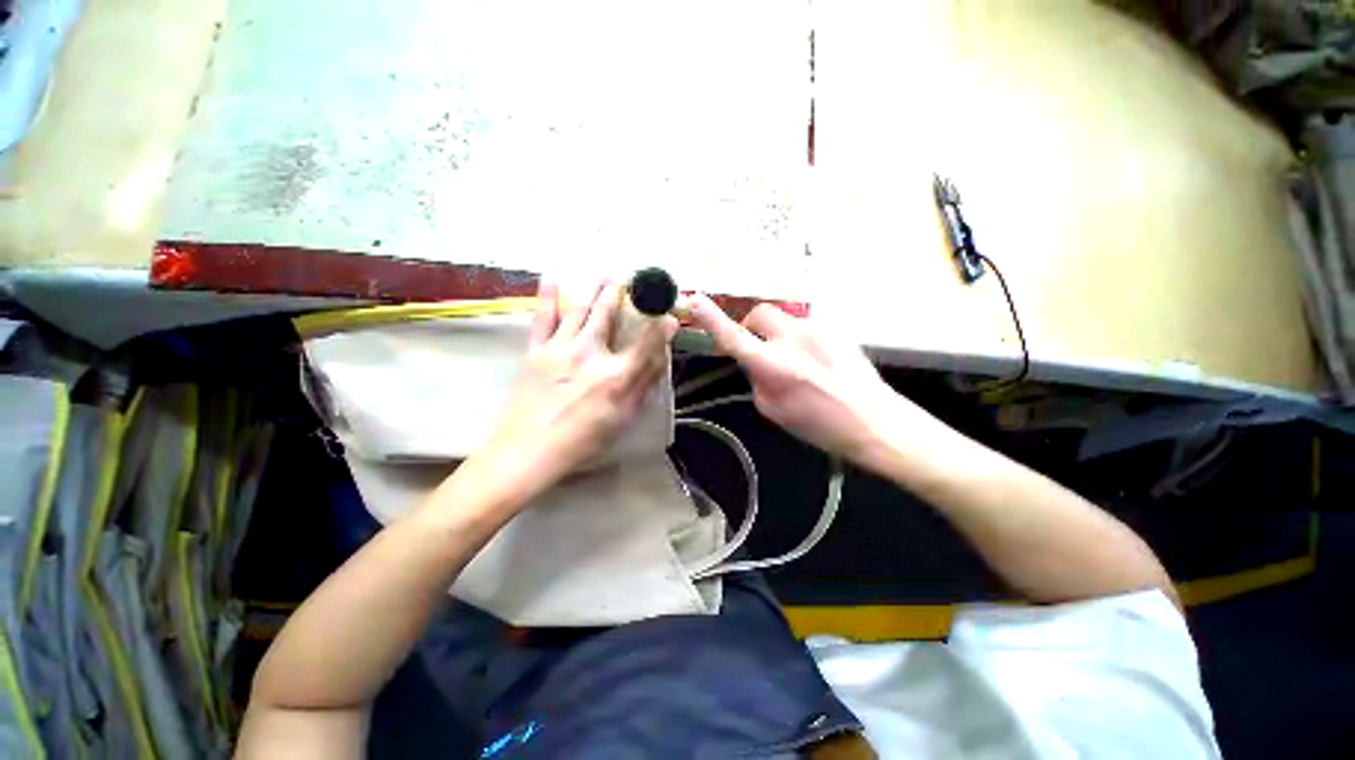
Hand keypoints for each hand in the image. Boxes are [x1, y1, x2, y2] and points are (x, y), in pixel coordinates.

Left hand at [471, 280, 677, 504]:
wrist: (526, 452)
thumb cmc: (581, 441)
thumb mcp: (621, 419)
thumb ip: (642, 386)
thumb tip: (660, 360)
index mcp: (615, 375)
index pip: (646, 341)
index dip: (661, 324)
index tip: (669, 312)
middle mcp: (590, 353)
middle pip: (609, 314)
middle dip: (621, 293)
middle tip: (630, 278)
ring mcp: (560, 348)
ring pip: (580, 309)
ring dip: (594, 289)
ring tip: (605, 273)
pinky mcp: (536, 350)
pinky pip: (544, 317)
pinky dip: (548, 296)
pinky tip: (553, 277)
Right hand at [685, 295, 918, 466]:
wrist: (875, 420)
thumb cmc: (820, 425)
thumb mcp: (773, 410)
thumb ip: (756, 379)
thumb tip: (754, 362)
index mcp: (772, 364)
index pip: (733, 336)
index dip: (711, 318)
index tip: (694, 299)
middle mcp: (792, 338)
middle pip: (759, 314)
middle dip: (752, 327)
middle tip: (758, 349)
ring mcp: (817, 329)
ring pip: (784, 321)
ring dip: (779, 335)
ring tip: (795, 362)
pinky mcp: (835, 328)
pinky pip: (806, 327)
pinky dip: (800, 340)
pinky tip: (816, 362)